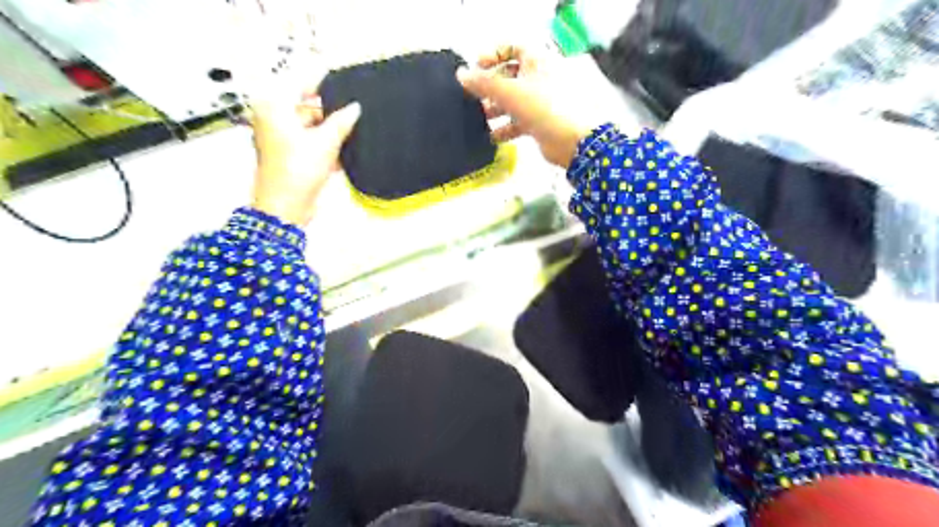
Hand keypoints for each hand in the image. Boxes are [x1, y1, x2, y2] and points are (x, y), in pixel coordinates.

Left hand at [250, 87, 359, 225]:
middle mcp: (273, 119)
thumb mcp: (325, 142)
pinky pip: (310, 143)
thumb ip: (342, 122)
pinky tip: (342, 153)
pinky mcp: (289, 155)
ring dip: (330, 133)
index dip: (322, 82)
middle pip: (307, 107)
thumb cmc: (298, 171)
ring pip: (311, 127)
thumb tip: (355, 108)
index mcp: (274, 107)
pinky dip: (325, 147)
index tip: (341, 78)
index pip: (300, 84)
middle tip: (353, 114)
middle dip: (330, 114)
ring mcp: (280, 138)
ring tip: (352, 135)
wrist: (286, 206)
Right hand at [459, 46, 596, 168]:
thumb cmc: (545, 108)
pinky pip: (518, 121)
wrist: (573, 140)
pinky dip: (505, 128)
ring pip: (512, 101)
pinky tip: (492, 137)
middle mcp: (539, 78)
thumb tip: (461, 75)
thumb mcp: (510, 92)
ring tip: (479, 119)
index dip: (493, 55)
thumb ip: (483, 83)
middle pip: (509, 76)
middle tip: (473, 97)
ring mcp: (540, 101)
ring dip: (495, 109)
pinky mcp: (540, 122)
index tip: (476, 68)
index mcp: (536, 61)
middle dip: (490, 87)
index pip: (512, 47)